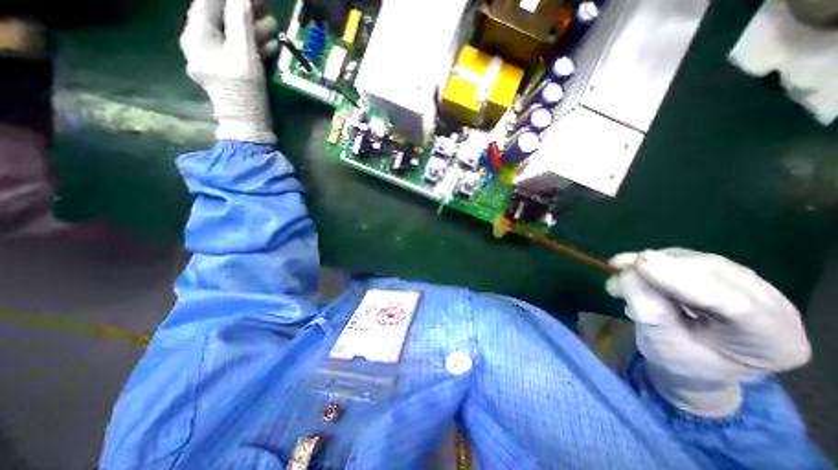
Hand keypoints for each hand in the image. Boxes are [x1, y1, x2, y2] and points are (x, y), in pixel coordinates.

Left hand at [179, 0, 276, 143]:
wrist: (249, 125)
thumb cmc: (245, 90)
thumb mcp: (244, 54)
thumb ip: (241, 22)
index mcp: (197, 36)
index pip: (208, 4)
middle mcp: (201, 45)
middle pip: (221, 20)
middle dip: (243, 12)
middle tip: (265, 6)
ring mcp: (215, 61)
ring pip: (233, 38)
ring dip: (252, 30)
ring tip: (273, 23)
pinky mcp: (230, 74)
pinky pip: (239, 54)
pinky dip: (254, 47)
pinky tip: (271, 45)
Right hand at [606, 247, 807, 416]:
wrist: (689, 359)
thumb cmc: (676, 358)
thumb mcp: (657, 342)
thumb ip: (646, 308)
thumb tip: (629, 273)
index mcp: (770, 341)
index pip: (734, 303)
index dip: (684, 280)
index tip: (640, 264)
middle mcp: (772, 307)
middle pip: (714, 273)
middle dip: (661, 267)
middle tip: (618, 267)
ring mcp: (748, 285)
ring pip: (697, 260)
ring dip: (652, 262)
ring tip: (619, 272)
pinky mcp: (722, 272)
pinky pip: (686, 257)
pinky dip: (654, 260)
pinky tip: (633, 268)